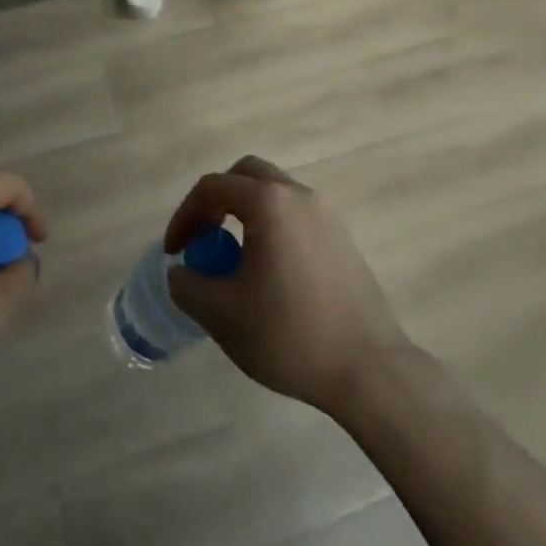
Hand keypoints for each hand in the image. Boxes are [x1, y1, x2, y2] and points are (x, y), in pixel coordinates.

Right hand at [164, 157, 409, 416]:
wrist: (369, 370)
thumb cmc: (289, 335)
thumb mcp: (221, 315)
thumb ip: (187, 285)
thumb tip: (182, 272)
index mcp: (268, 203)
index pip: (211, 188)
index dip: (184, 216)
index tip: (175, 253)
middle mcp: (298, 195)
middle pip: (246, 175)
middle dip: (216, 200)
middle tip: (204, 238)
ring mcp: (326, 215)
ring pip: (274, 193)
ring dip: (245, 213)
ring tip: (234, 259)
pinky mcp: (342, 239)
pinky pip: (295, 215)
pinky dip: (272, 227)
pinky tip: (270, 273)